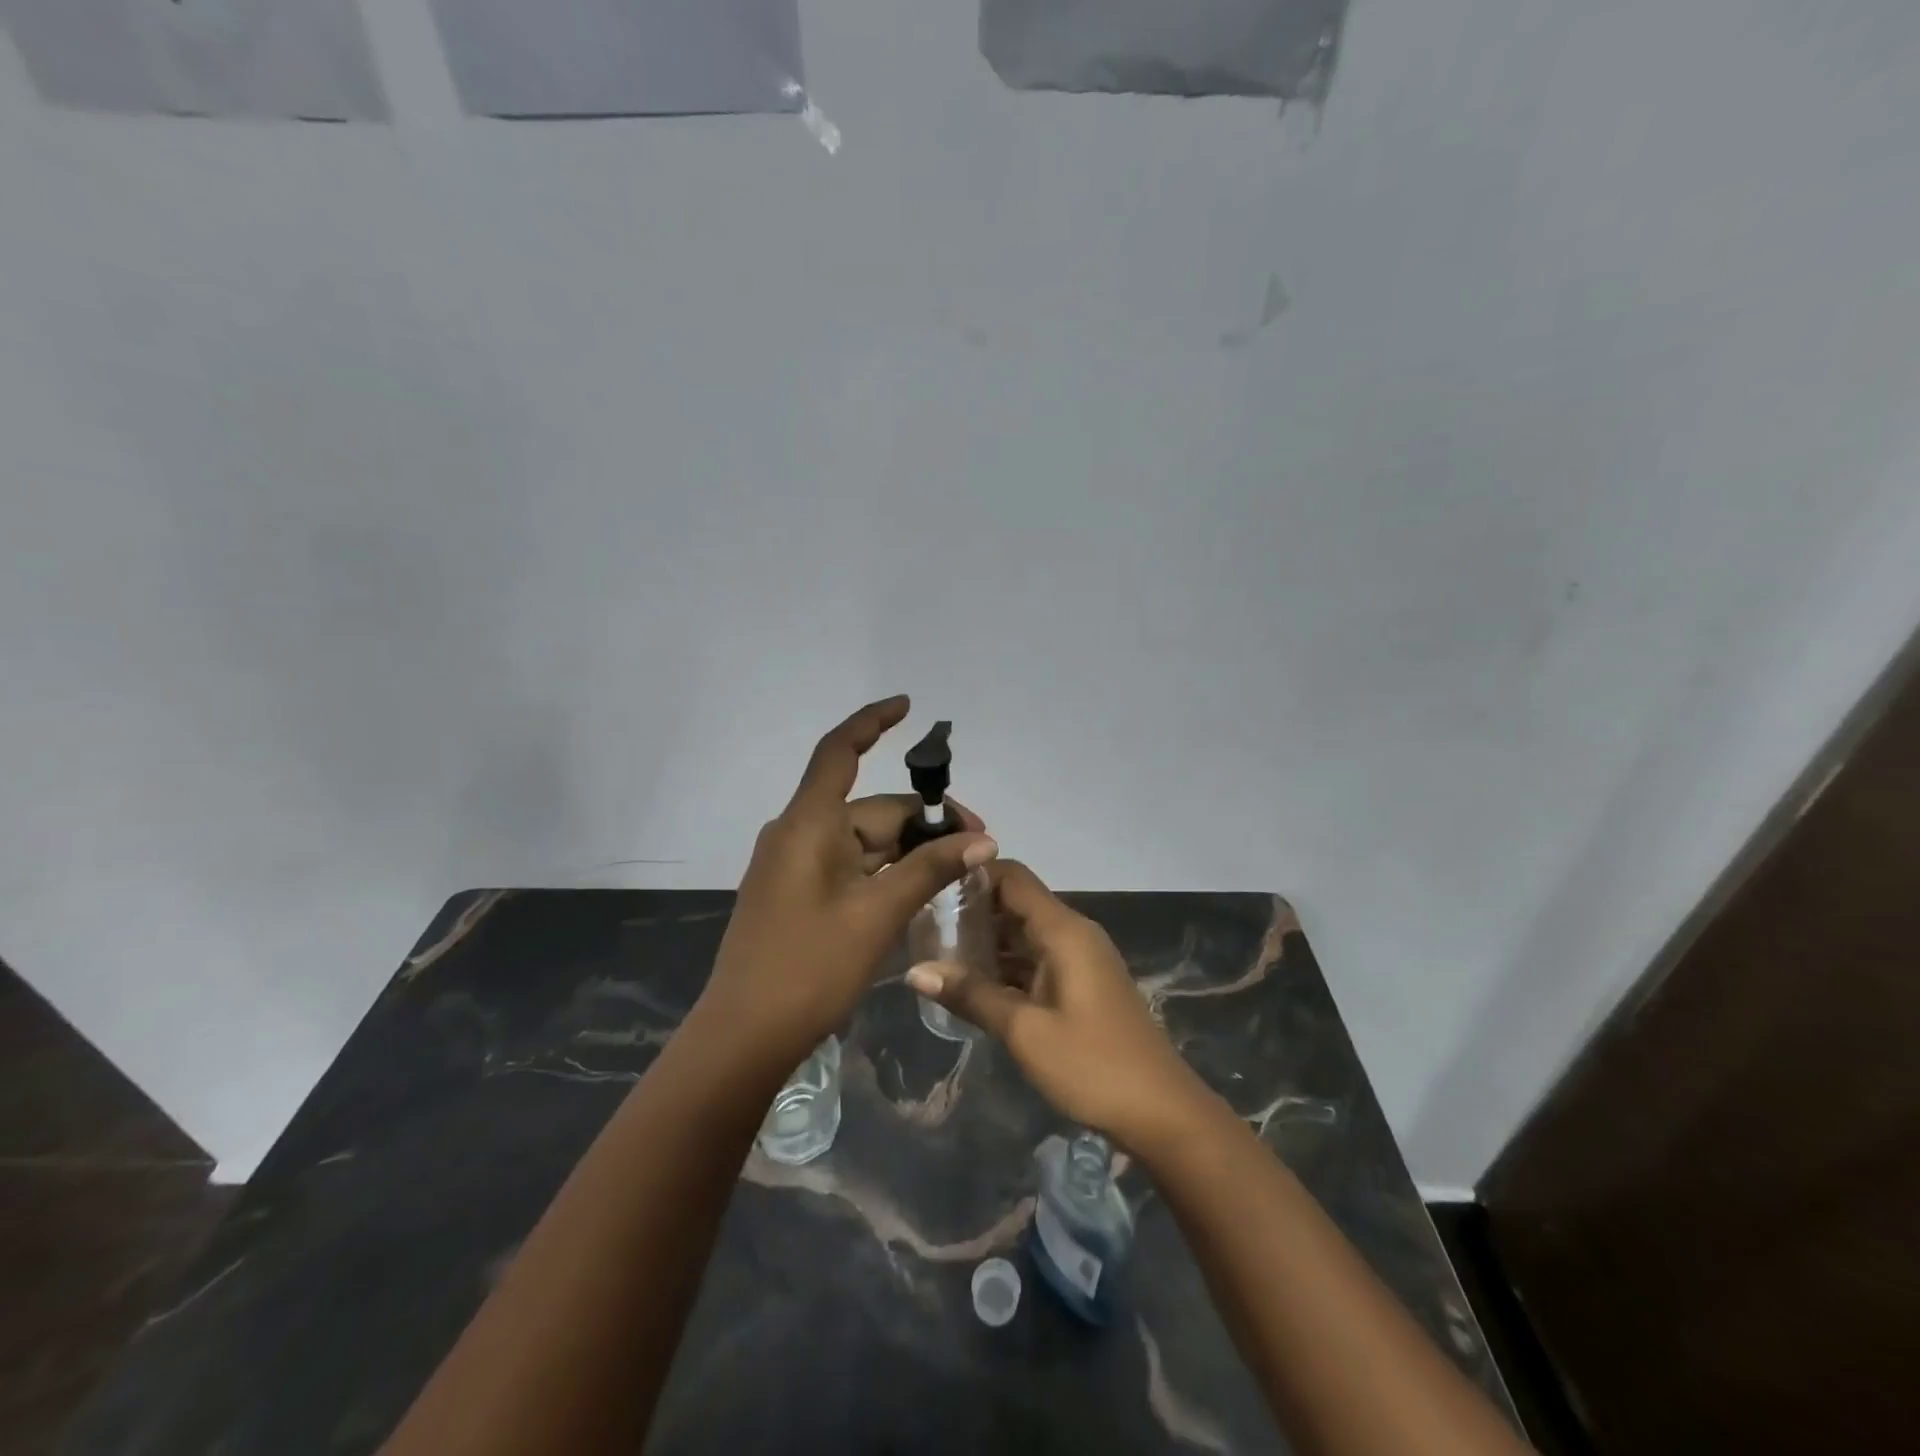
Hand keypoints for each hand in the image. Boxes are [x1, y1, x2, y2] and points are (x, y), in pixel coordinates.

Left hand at [695, 696, 997, 1068]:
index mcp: (808, 823)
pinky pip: (849, 867)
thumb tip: (984, 840)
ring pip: (863, 841)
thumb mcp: (878, 914)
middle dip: (922, 821)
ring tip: (956, 874)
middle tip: (976, 847)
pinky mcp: (796, 894)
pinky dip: (884, 872)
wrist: (744, 1037)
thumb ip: (930, 869)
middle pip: (869, 808)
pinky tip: (918, 892)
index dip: (873, 721)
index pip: (840, 750)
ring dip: (907, 852)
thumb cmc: (809, 967)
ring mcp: (794, 865)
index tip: (908, 706)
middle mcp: (798, 833)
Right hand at [906, 861, 1215, 1153]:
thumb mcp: (1025, 1032)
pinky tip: (973, 984)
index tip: (930, 887)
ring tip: (937, 952)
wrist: (1162, 1112)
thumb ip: (971, 995)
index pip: (1012, 878)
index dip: (972, 875)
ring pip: (1025, 933)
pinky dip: (1006, 964)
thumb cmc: (1092, 1065)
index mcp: (1063, 931)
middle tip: (924, 925)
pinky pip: (1036, 959)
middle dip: (972, 910)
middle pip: (1017, 902)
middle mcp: (1073, 934)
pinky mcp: (1082, 984)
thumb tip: (914, 971)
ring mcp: (1080, 960)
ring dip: (987, 940)